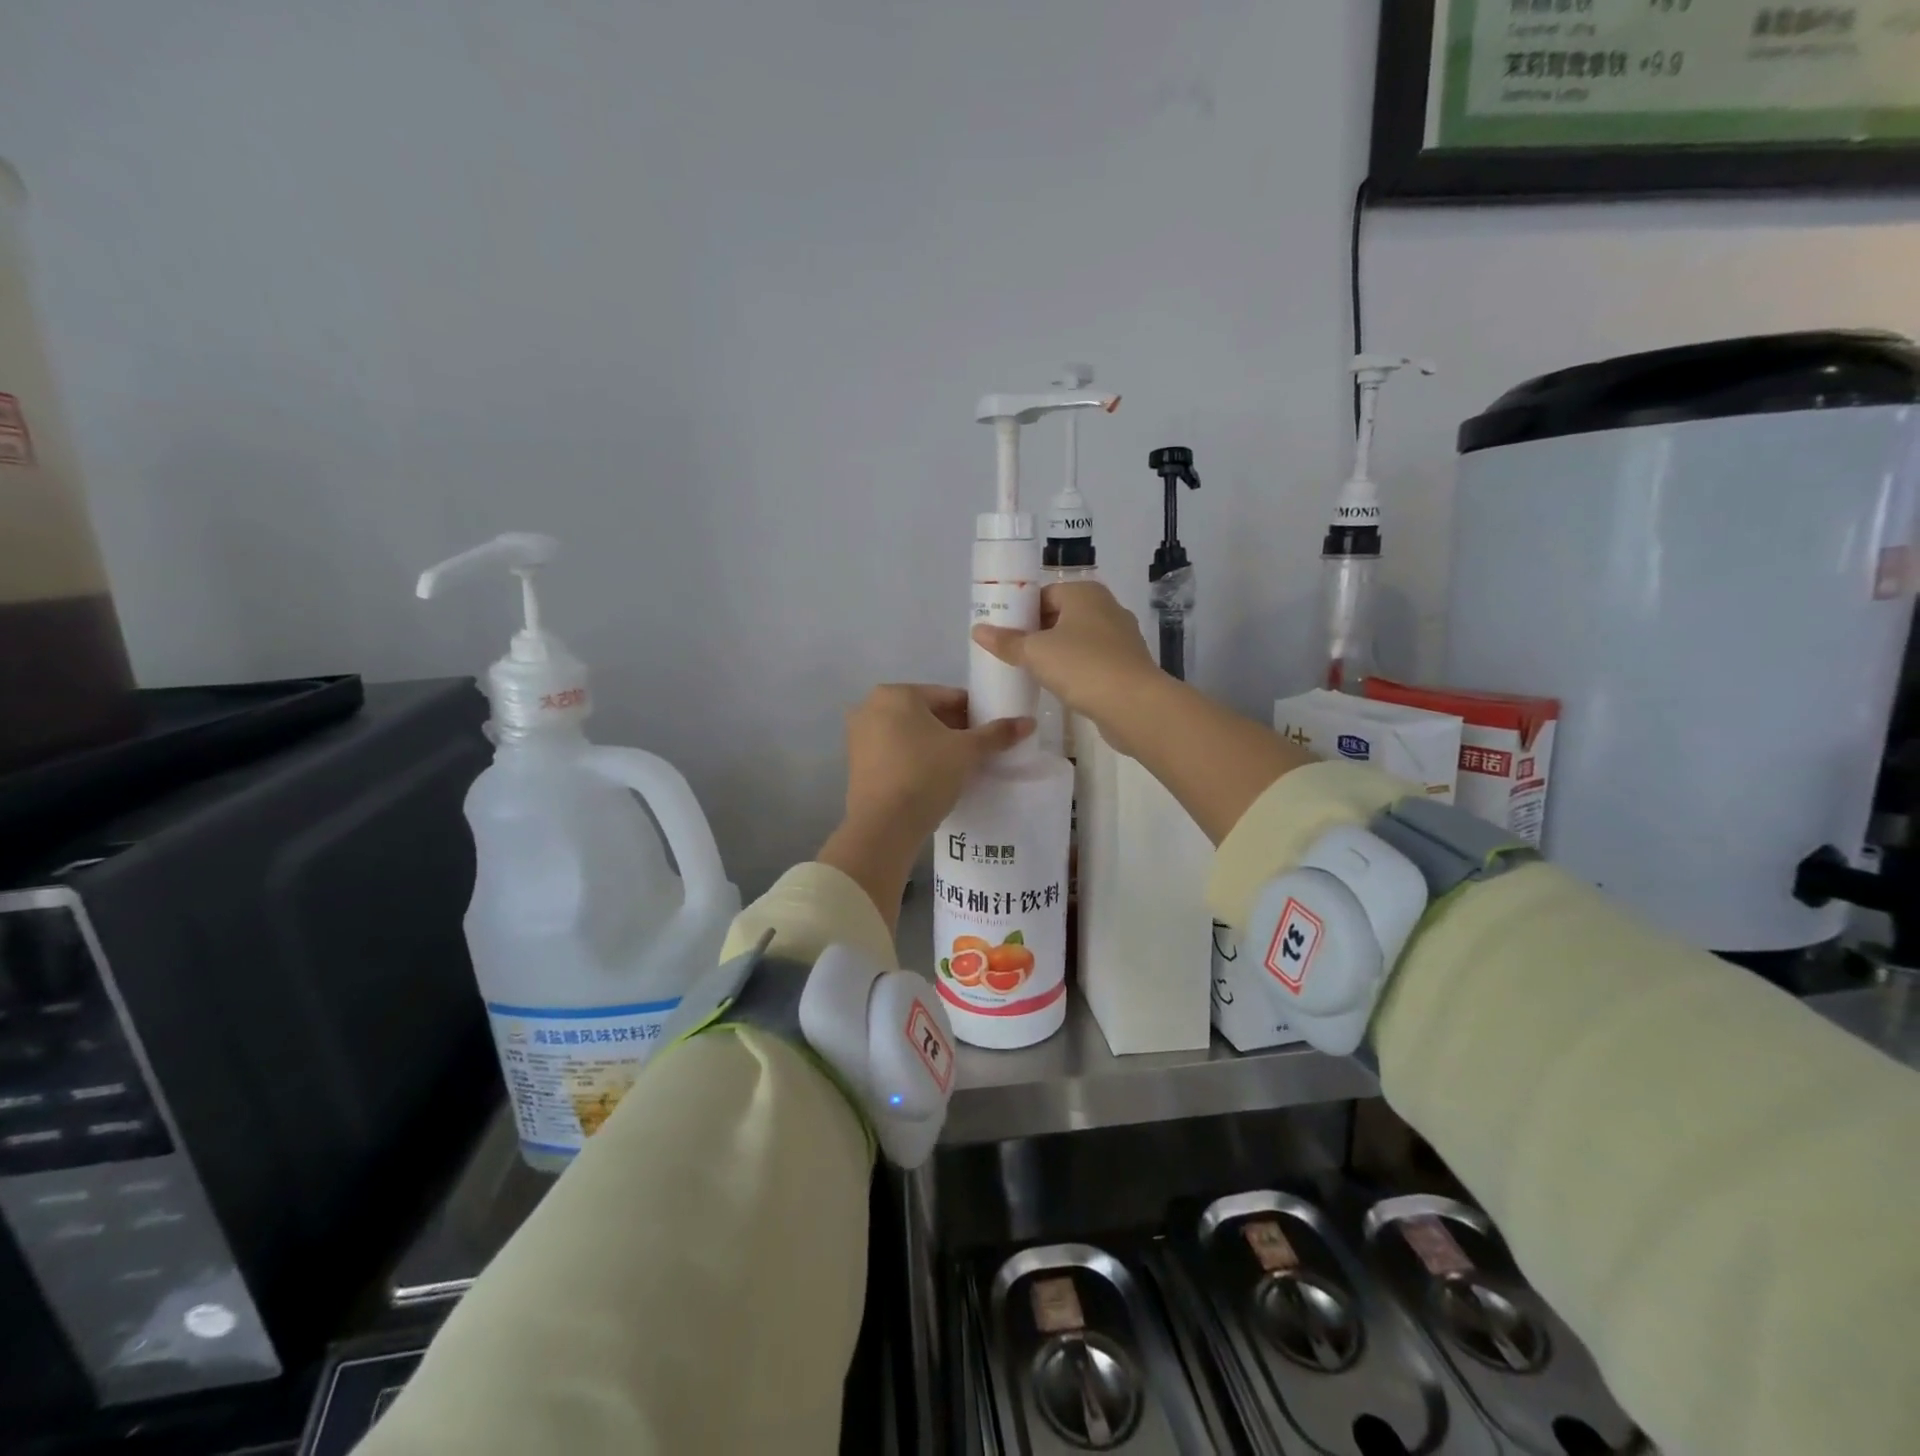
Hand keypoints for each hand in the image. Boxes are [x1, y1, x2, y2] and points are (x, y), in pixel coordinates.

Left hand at [842, 684, 1031, 845]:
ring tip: (960, 766)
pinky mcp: (856, 763)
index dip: (974, 713)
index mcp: (896, 694)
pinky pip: (894, 751)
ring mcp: (859, 735)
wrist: (884, 825)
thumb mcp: (966, 752)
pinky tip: (934, 777)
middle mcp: (871, 706)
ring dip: (934, 744)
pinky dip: (914, 758)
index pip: (947, 696)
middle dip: (953, 729)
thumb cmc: (926, 774)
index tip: (992, 731)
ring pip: (909, 733)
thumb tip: (1029, 722)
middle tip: (979, 750)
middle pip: (926, 713)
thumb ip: (996, 734)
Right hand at [971, 582, 1161, 753]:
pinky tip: (1059, 687)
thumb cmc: (1081, 666)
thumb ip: (1006, 641)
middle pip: (1061, 616)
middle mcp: (1106, 608)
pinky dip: (1075, 670)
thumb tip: (977, 630)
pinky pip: (1092, 661)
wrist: (1134, 704)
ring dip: (1056, 653)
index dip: (1021, 612)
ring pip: (1078, 640)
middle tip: (1011, 654)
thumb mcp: (1035, 652)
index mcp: (1085, 593)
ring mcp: (1121, 637)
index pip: (1045, 594)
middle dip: (1037, 633)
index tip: (1003, 633)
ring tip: (1030, 672)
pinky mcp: (1127, 665)